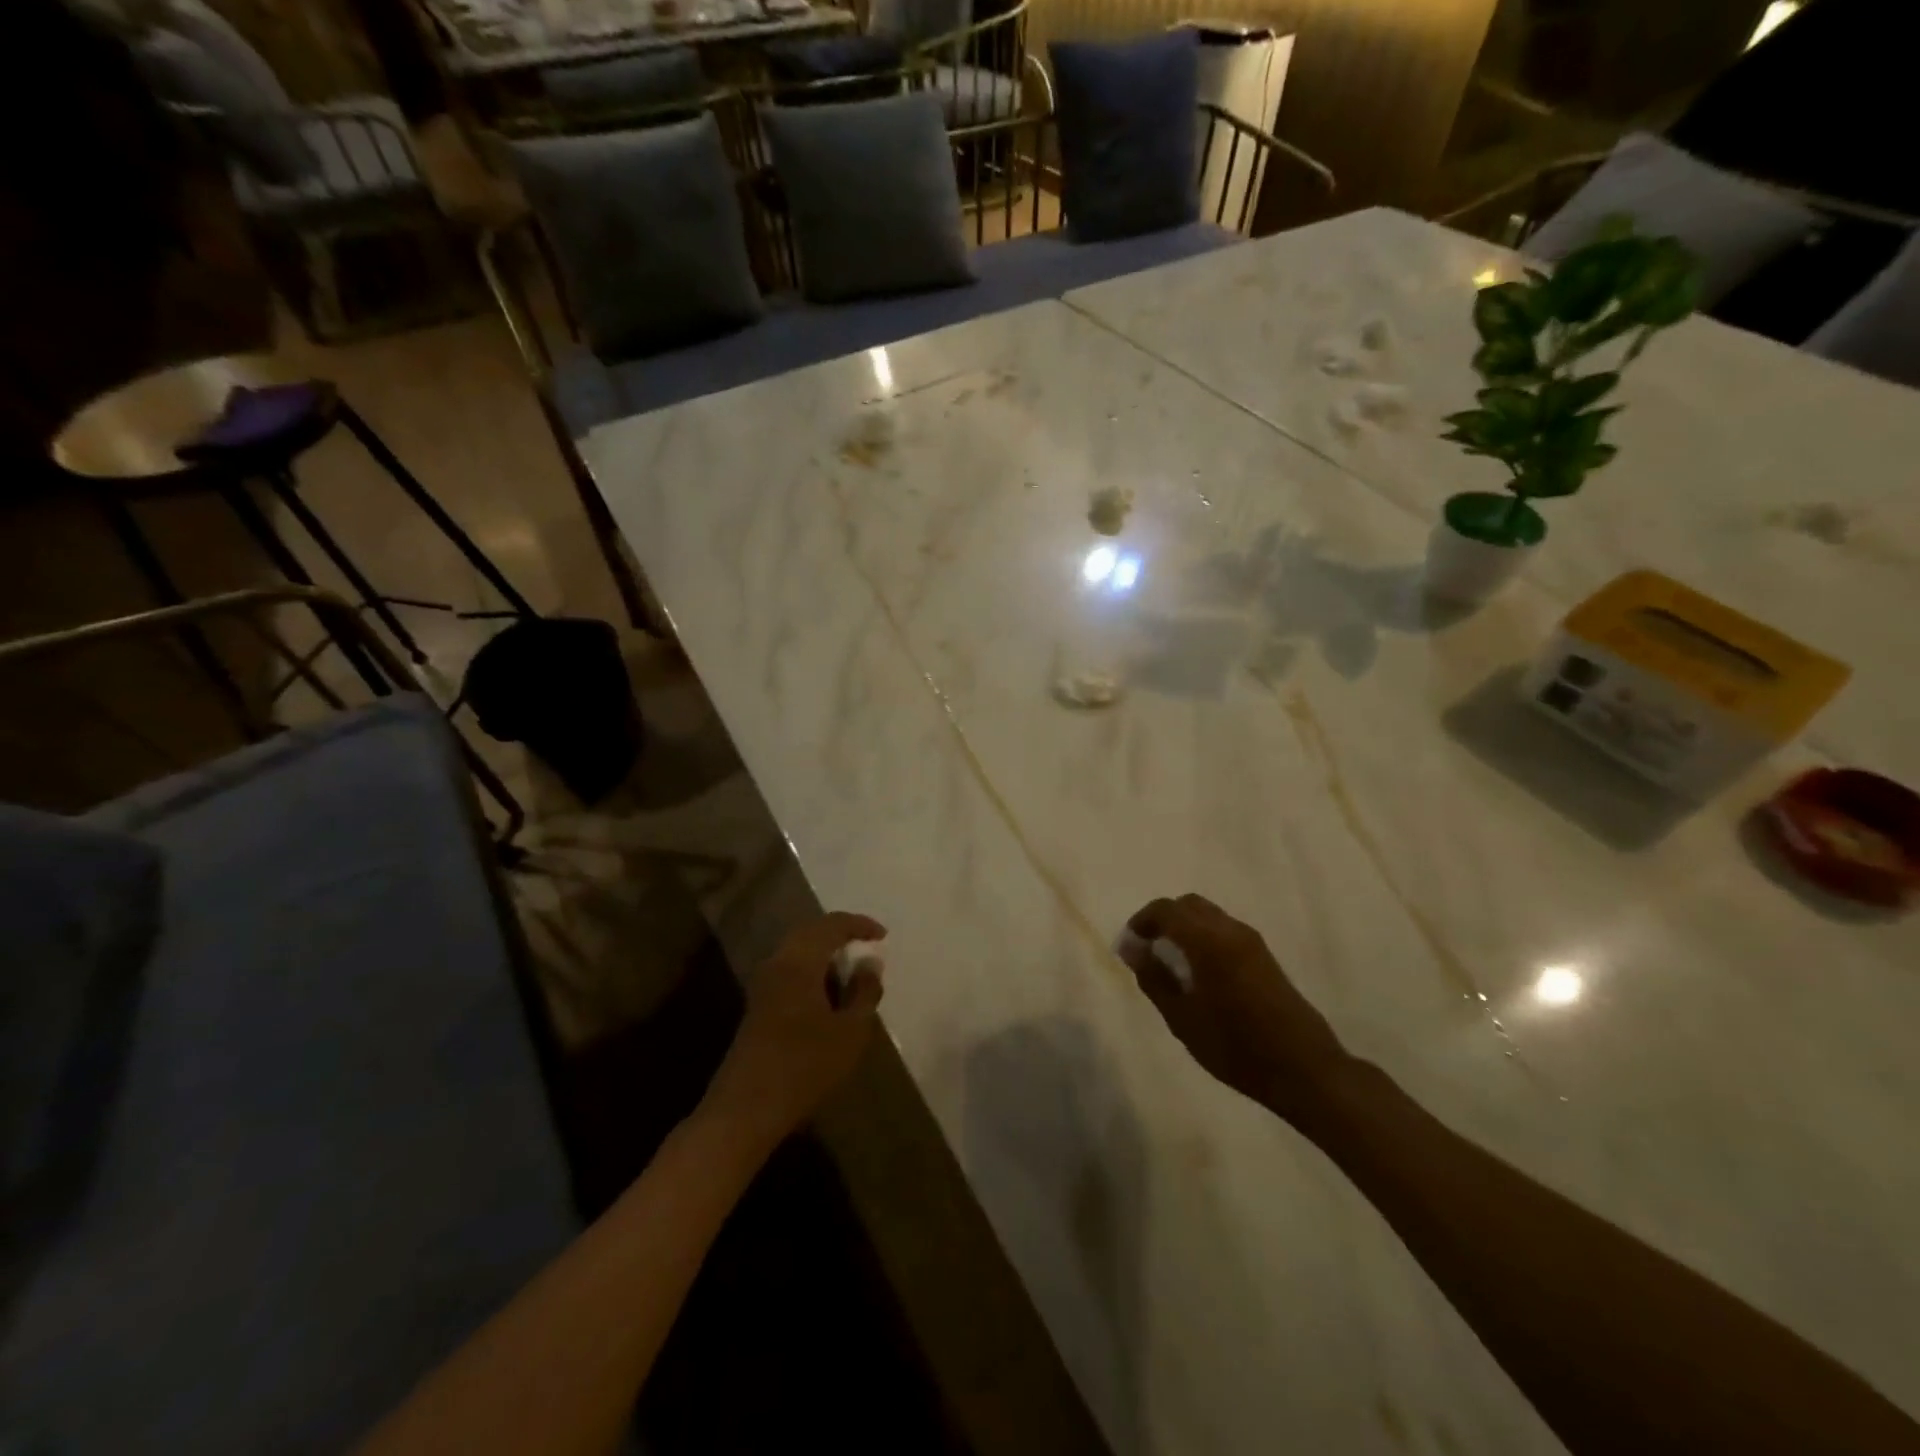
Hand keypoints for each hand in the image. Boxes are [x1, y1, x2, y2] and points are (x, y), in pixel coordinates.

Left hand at [703, 912, 885, 1150]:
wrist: (746, 1109)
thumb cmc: (805, 1066)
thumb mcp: (851, 1031)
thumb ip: (865, 993)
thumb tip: (870, 965)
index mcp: (799, 961)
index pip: (831, 925)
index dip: (859, 925)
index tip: (882, 936)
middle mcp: (777, 963)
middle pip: (810, 933)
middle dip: (840, 935)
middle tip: (867, 947)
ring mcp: (763, 985)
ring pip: (798, 953)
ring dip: (826, 955)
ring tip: (852, 973)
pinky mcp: (758, 1006)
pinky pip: (790, 972)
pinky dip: (813, 973)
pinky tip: (829, 997)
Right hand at [1121, 894, 1351, 1123]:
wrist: (1304, 1069)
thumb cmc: (1235, 1047)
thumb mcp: (1182, 1018)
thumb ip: (1154, 977)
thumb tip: (1131, 948)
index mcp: (1208, 941)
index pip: (1166, 910)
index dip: (1141, 921)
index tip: (1129, 947)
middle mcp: (1231, 931)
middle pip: (1188, 905)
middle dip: (1163, 920)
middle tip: (1147, 951)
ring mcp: (1252, 942)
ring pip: (1209, 916)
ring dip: (1185, 928)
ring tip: (1171, 964)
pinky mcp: (1265, 956)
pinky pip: (1225, 931)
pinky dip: (1204, 938)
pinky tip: (1199, 973)